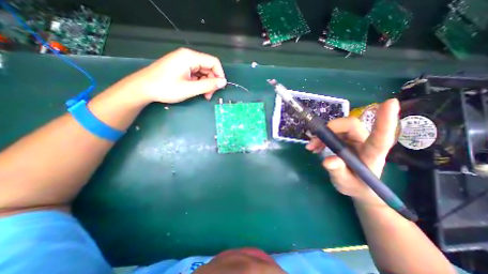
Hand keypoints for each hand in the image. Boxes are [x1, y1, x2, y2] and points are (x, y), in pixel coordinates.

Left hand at [125, 47, 226, 102]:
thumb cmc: (165, 88)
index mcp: (190, 57)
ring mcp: (184, 62)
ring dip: (206, 84)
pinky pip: (196, 74)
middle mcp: (188, 56)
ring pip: (203, 72)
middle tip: (208, 95)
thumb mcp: (189, 89)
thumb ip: (208, 85)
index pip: (214, 62)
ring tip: (203, 95)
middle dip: (212, 82)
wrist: (143, 88)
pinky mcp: (182, 67)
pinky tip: (196, 90)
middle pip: (209, 68)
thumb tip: (223, 82)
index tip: (219, 88)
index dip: (220, 75)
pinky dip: (199, 83)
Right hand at [304, 98, 400, 204]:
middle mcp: (364, 142)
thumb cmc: (357, 187)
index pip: (381, 137)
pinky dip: (321, 138)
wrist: (358, 186)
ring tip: (312, 147)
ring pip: (338, 127)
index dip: (384, 120)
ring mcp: (354, 139)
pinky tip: (315, 146)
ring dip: (322, 135)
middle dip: (330, 129)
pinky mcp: (345, 139)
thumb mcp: (345, 183)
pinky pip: (332, 132)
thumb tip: (328, 160)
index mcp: (372, 155)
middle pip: (350, 125)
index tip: (390, 103)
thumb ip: (338, 172)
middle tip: (314, 142)